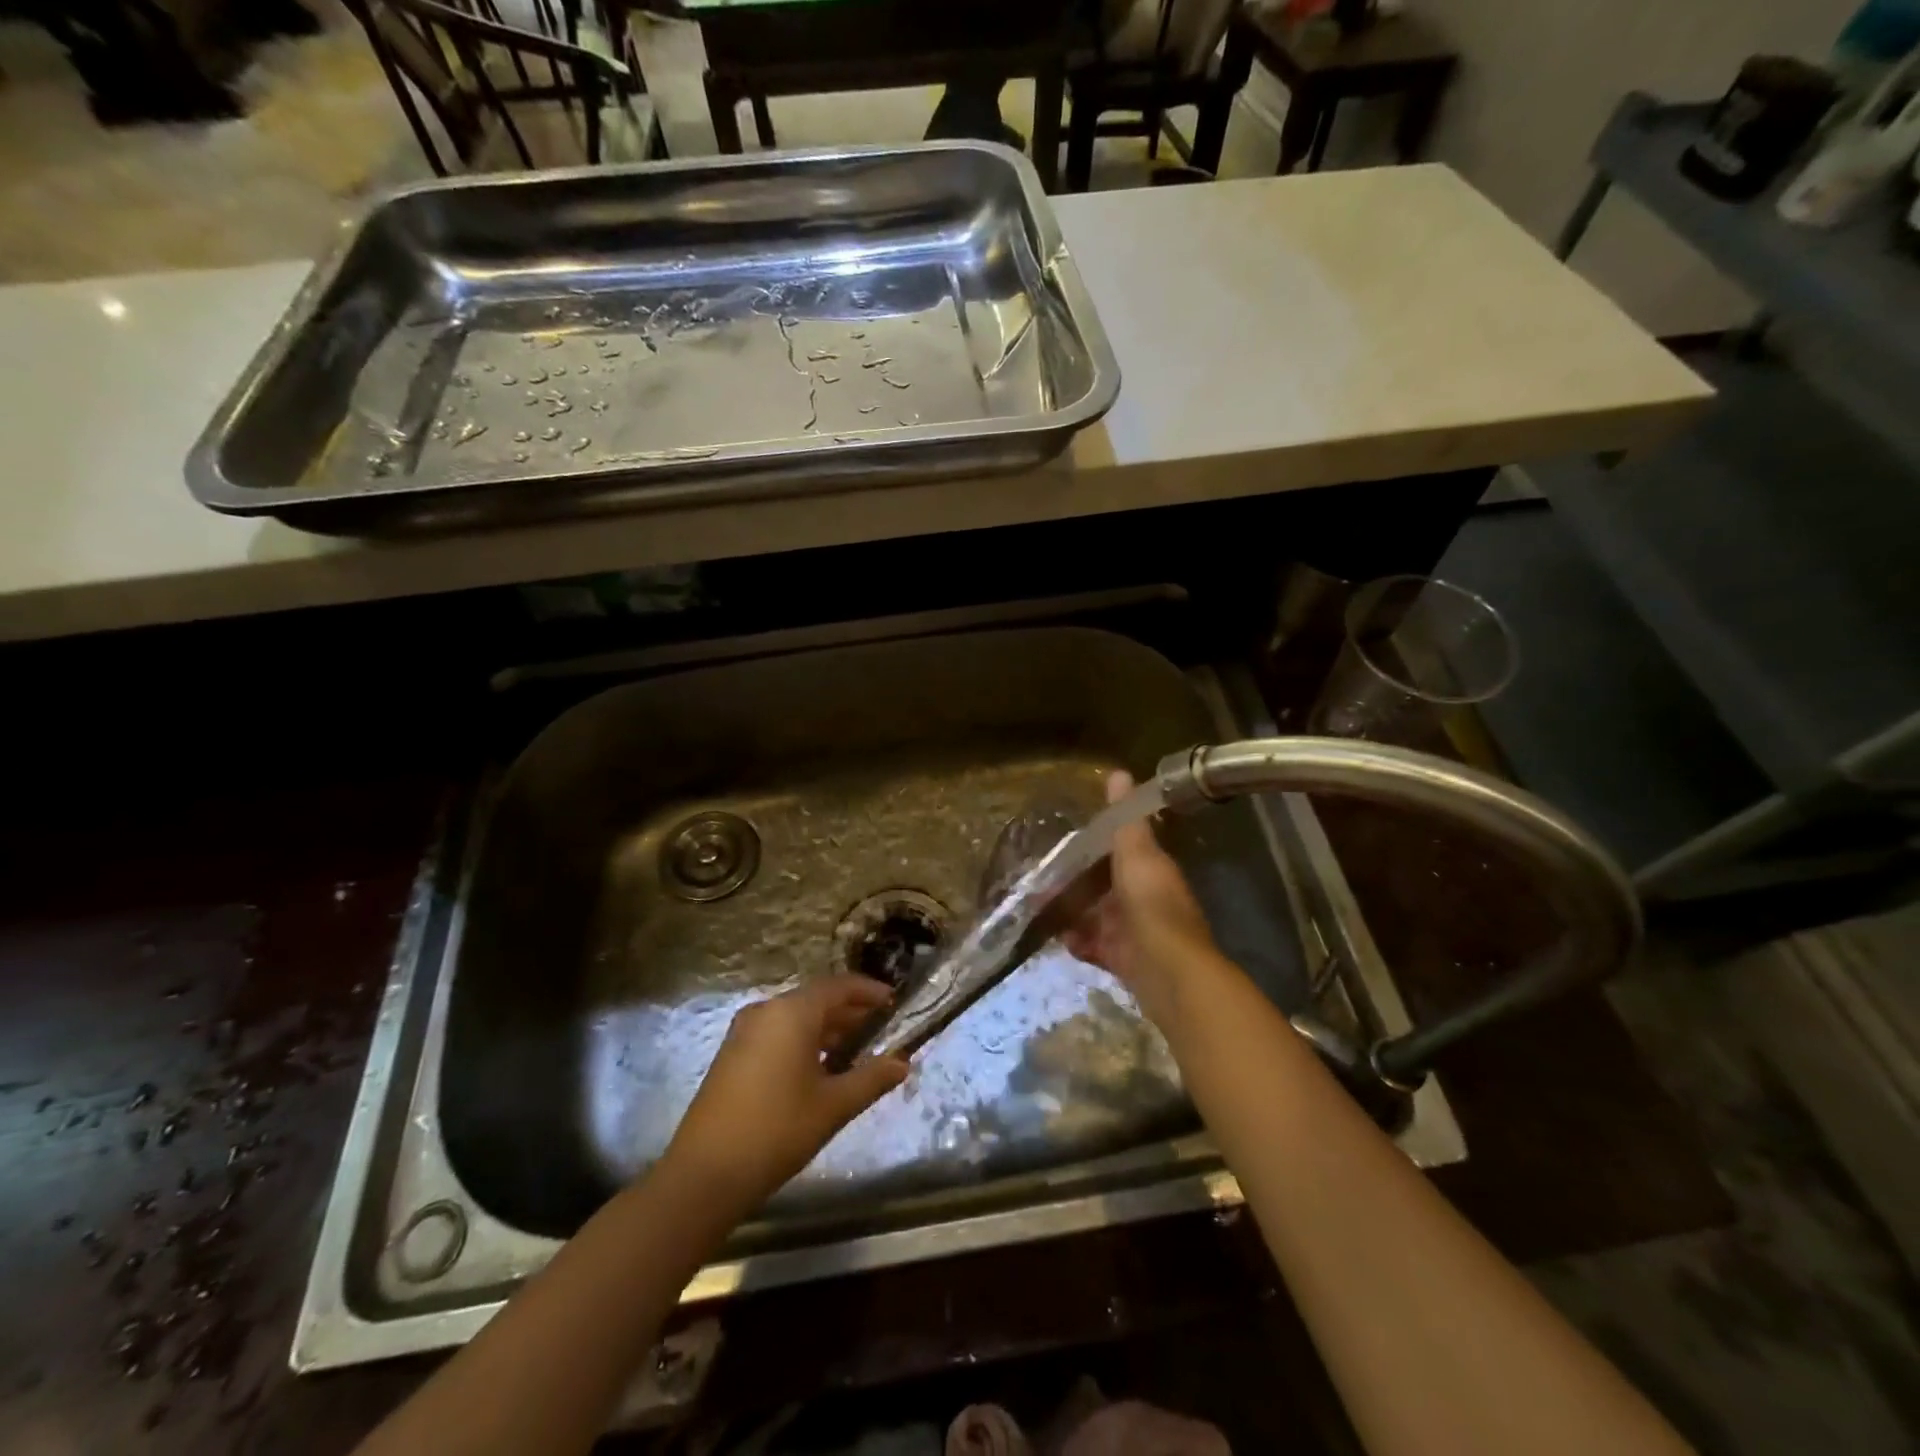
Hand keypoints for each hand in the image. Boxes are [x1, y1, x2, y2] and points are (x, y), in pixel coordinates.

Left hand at [663, 974, 908, 1209]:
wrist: (704, 1174)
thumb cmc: (776, 1130)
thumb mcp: (833, 1105)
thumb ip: (871, 1078)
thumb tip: (903, 1063)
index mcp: (791, 1012)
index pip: (839, 986)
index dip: (869, 992)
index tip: (894, 1002)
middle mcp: (766, 1011)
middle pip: (816, 1000)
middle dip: (850, 1012)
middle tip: (881, 1029)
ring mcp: (744, 1032)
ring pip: (795, 1018)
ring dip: (826, 1029)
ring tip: (857, 1050)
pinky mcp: (732, 1054)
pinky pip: (777, 1033)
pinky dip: (803, 1041)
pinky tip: (819, 1068)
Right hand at [1062, 771, 1218, 1007]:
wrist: (1169, 972)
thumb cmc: (1152, 905)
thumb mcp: (1136, 853)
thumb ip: (1125, 818)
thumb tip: (1119, 773)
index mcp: (1149, 870)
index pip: (1121, 850)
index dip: (1096, 844)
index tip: (1066, 839)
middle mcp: (1142, 898)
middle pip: (1104, 885)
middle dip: (1075, 882)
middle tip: (1041, 876)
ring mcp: (1132, 931)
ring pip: (1095, 915)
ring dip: (1071, 911)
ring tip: (1038, 906)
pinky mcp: (1122, 960)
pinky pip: (1093, 946)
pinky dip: (1077, 941)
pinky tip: (1058, 936)